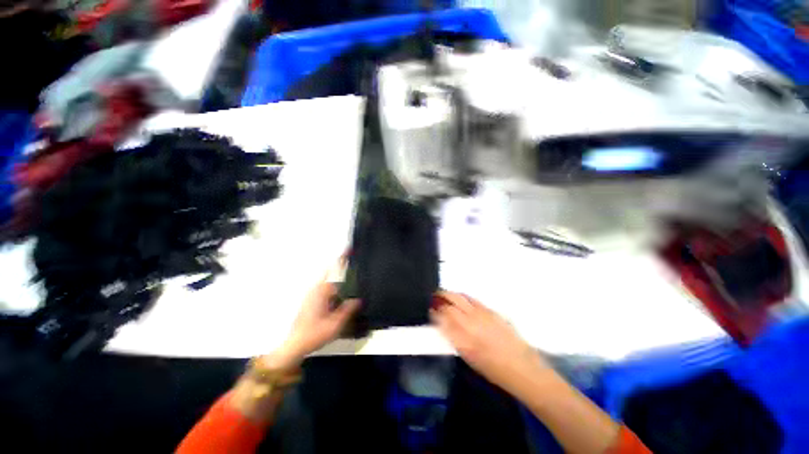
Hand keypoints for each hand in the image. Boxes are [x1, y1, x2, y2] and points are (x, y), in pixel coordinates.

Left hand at [265, 265, 359, 370]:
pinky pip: (324, 296)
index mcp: (320, 292)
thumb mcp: (336, 324)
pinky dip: (333, 299)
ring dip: (339, 292)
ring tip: (352, 300)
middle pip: (332, 280)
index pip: (333, 271)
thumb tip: (358, 299)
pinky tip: (341, 310)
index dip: (341, 261)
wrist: (297, 344)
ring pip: (328, 290)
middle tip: (356, 282)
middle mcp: (314, 291)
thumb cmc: (315, 333)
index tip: (348, 249)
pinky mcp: (309, 305)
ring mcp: (310, 298)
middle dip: (343, 280)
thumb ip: (347, 310)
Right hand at [431, 291, 548, 394]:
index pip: (443, 316)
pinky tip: (465, 302)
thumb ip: (455, 338)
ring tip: (446, 297)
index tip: (430, 311)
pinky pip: (476, 301)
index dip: (434, 311)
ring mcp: (485, 314)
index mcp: (462, 336)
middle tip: (434, 298)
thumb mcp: (467, 357)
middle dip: (442, 298)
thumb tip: (444, 325)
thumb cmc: (491, 369)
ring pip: (464, 298)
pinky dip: (466, 299)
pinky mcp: (496, 313)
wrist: (519, 366)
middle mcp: (472, 321)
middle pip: (452, 301)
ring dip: (453, 296)